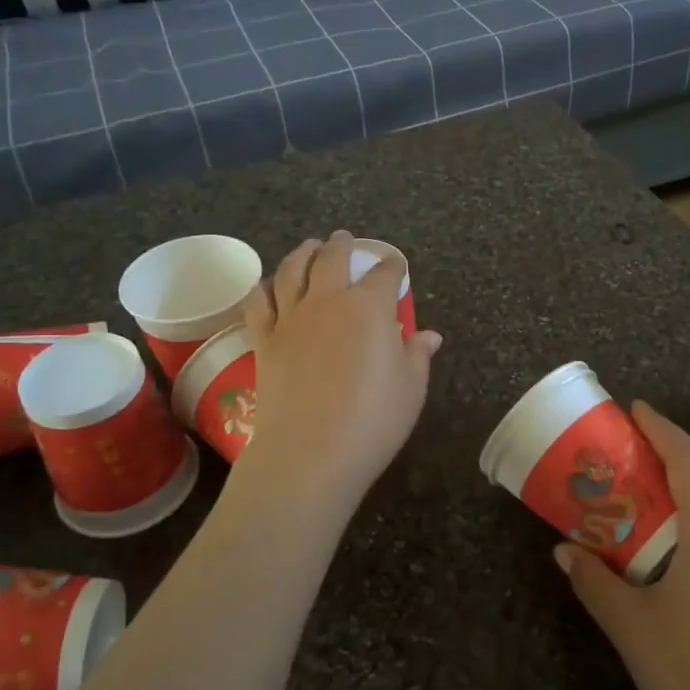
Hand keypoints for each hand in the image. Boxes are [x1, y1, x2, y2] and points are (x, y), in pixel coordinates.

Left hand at [237, 231, 442, 505]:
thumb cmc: (373, 419)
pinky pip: (259, 302)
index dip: (393, 266)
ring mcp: (291, 318)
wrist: (311, 451)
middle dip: (342, 244)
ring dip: (303, 253)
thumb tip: (430, 336)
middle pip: (332, 258)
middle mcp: (328, 300)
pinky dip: (265, 288)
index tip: (396, 265)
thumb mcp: (411, 388)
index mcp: (369, 306)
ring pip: (293, 270)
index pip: (385, 273)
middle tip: (344, 238)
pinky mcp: (264, 340)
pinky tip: (269, 286)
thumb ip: (418, 355)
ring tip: (308, 248)